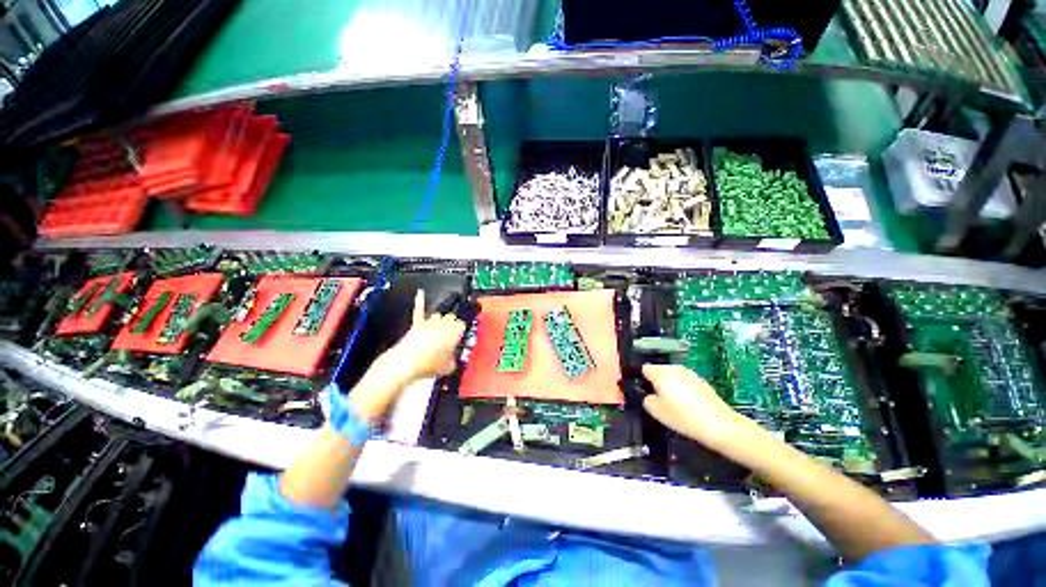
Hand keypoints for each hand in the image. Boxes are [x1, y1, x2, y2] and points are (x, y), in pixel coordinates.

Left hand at [385, 289, 466, 382]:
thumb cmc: (430, 363)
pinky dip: (420, 300)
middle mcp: (444, 321)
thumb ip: (453, 360)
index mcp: (456, 329)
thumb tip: (451, 360)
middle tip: (451, 336)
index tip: (460, 339)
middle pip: (452, 317)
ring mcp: (430, 321)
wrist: (407, 362)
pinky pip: (419, 309)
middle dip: (452, 325)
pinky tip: (420, 292)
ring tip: (440, 329)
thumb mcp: (449, 366)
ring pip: (439, 314)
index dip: (461, 332)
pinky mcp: (417, 324)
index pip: (463, 325)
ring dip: (440, 320)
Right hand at [641, 364, 753, 450]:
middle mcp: (674, 369)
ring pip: (673, 375)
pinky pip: (685, 381)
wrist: (719, 425)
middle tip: (657, 398)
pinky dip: (683, 388)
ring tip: (672, 402)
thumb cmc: (683, 417)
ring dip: (670, 384)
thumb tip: (649, 396)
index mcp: (660, 374)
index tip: (644, 391)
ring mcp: (689, 373)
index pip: (645, 369)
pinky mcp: (701, 381)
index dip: (642, 379)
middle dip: (656, 380)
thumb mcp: (657, 412)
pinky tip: (687, 403)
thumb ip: (647, 401)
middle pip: (659, 370)